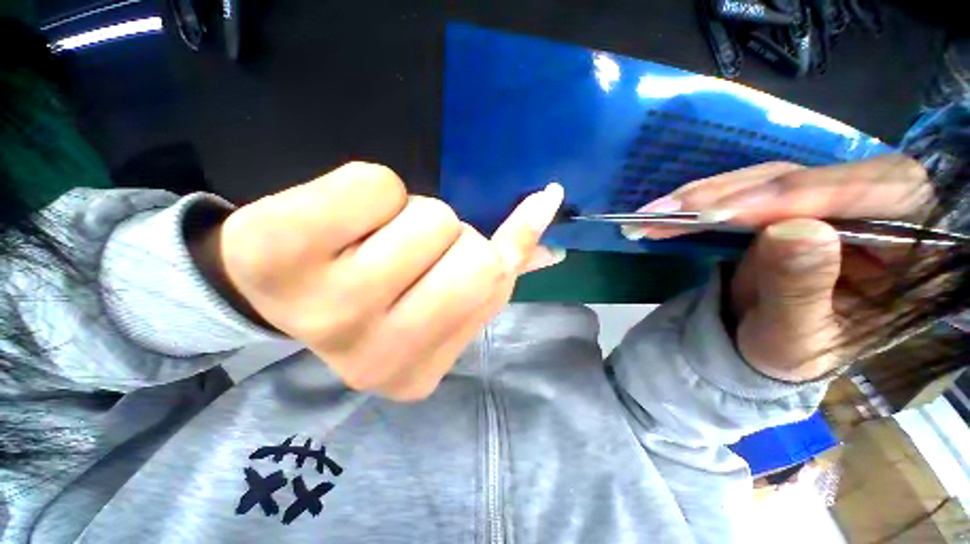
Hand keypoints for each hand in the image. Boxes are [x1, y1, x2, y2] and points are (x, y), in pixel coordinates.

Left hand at [195, 162, 564, 399]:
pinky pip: (373, 184)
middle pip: (472, 253)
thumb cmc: (377, 292)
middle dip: (452, 234)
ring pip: (429, 217)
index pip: (495, 281)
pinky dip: (373, 187)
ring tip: (372, 236)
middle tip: (411, 245)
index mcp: (415, 373)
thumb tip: (552, 251)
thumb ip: (497, 276)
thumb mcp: (442, 296)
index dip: (499, 245)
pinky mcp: (275, 250)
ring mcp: (322, 309)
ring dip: (413, 214)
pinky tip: (340, 218)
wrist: (283, 285)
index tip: (482, 236)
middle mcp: (372, 357)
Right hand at [624, 155, 933, 381]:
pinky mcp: (781, 205)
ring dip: (704, 196)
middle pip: (809, 177)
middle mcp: (874, 209)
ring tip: (654, 215)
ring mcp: (823, 202)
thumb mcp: (797, 338)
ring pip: (766, 179)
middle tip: (671, 213)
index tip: (724, 216)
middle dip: (733, 195)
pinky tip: (666, 212)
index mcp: (911, 246)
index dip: (801, 197)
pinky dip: (699, 202)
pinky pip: (741, 191)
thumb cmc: (790, 355)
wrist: (763, 347)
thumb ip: (802, 289)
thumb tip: (793, 229)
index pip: (877, 193)